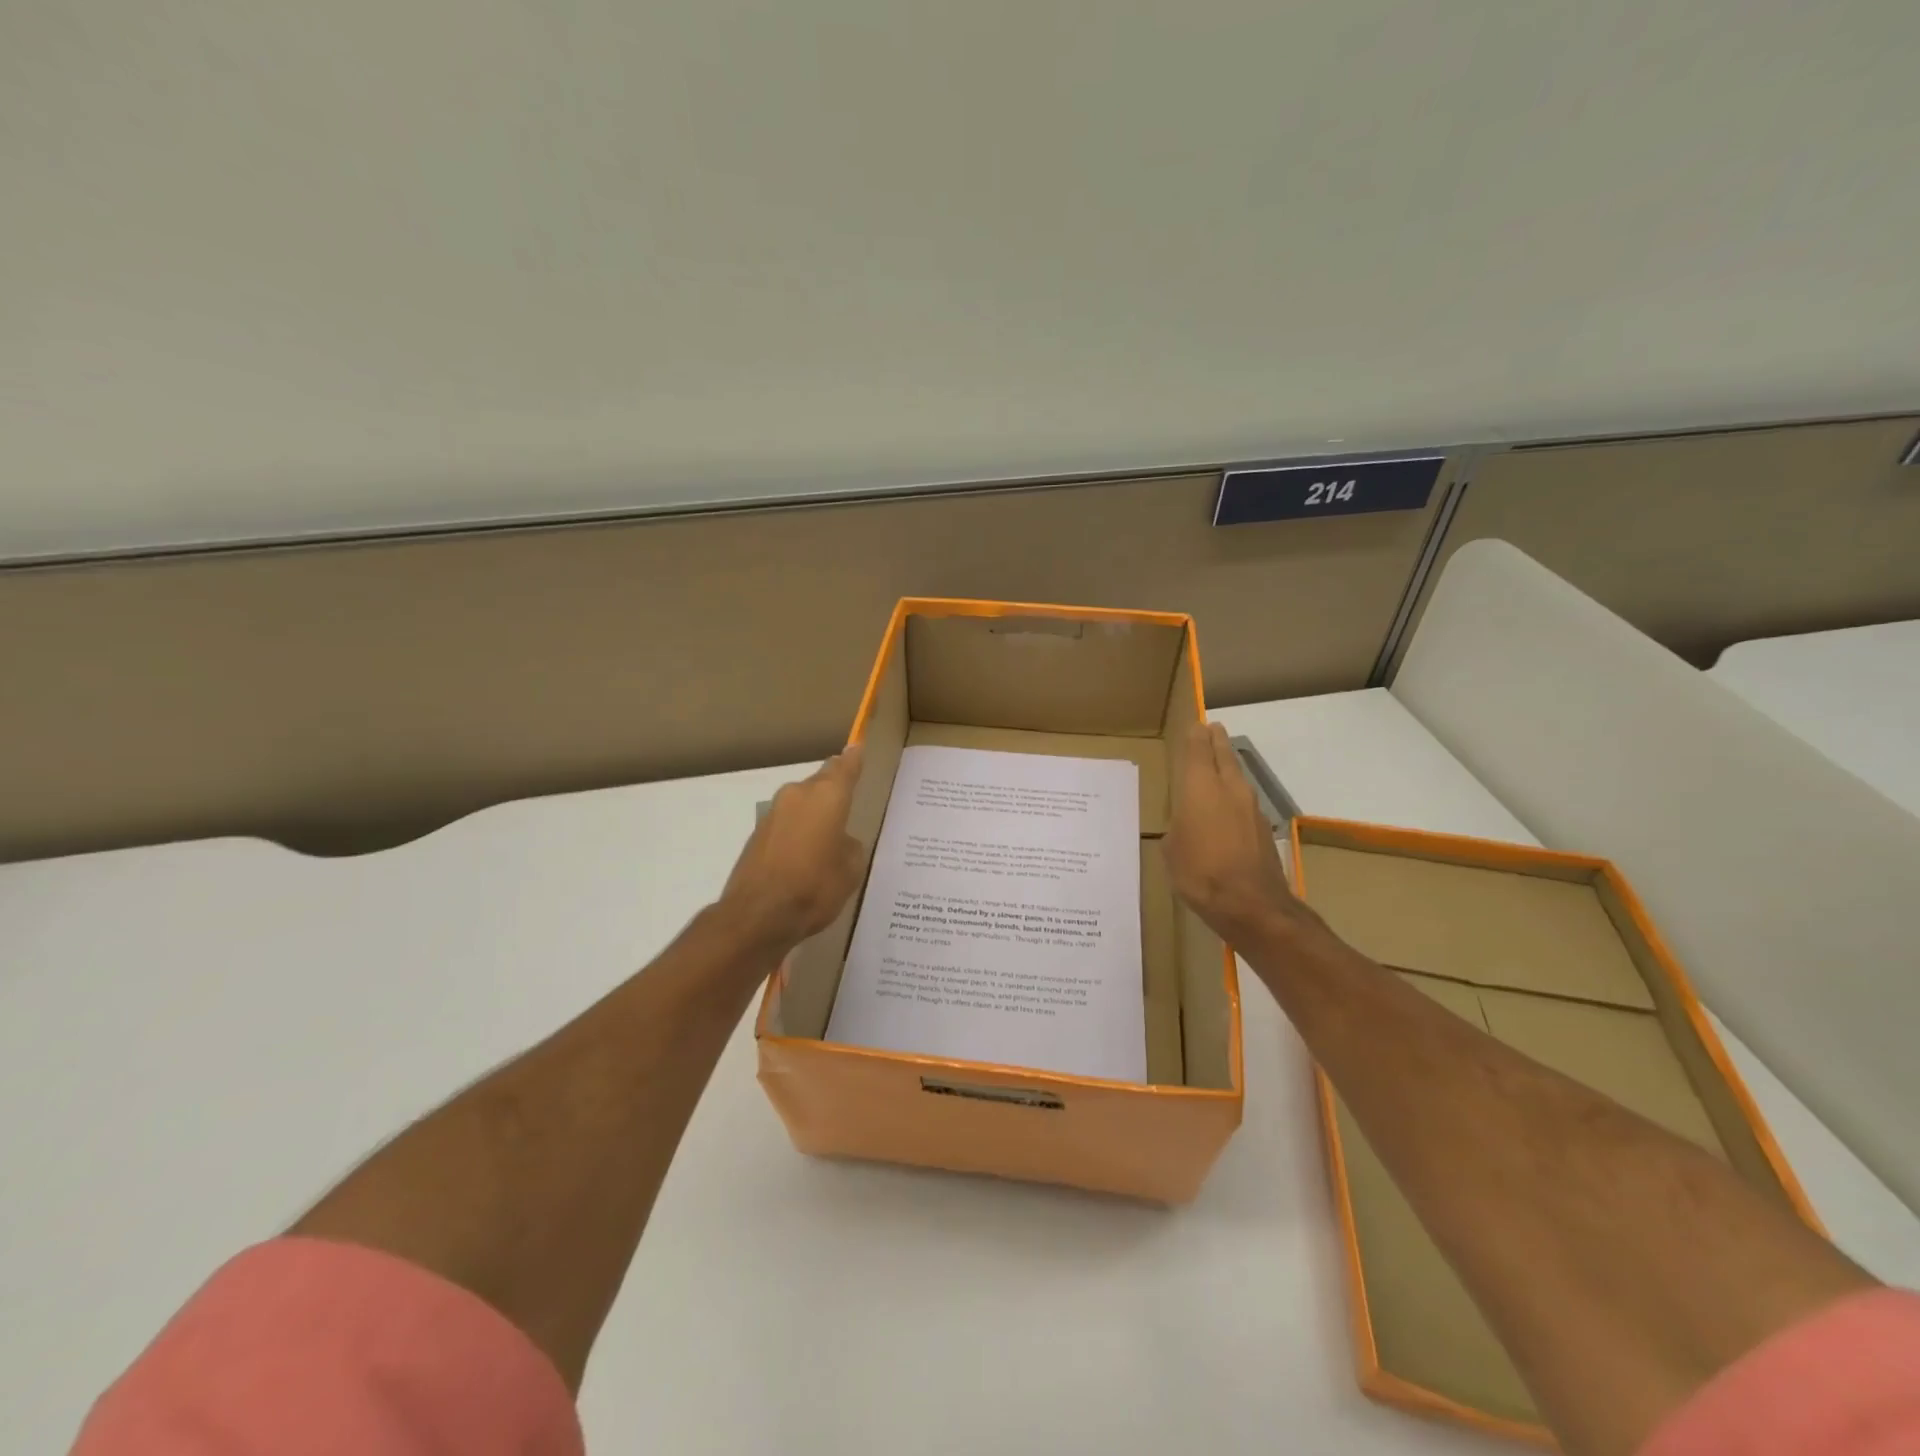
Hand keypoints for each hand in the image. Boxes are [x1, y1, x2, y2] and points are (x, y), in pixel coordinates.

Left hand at [719, 744, 865, 953]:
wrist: (758, 914)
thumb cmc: (815, 887)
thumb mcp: (850, 869)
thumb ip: (850, 846)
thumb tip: (840, 841)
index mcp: (827, 796)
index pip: (844, 767)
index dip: (853, 758)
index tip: (857, 747)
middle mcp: (798, 795)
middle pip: (821, 783)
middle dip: (834, 789)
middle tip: (849, 804)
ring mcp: (774, 813)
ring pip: (802, 803)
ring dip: (814, 813)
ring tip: (828, 837)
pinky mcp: (758, 834)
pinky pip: (787, 824)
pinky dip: (798, 832)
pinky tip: (805, 856)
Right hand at [1164, 722, 1299, 941]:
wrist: (1251, 905)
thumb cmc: (1200, 873)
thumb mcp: (1172, 850)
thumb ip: (1178, 829)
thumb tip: (1185, 827)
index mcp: (1200, 788)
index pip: (1198, 749)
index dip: (1195, 736)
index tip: (1194, 725)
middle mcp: (1229, 789)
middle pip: (1224, 755)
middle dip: (1216, 741)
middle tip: (1211, 729)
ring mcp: (1251, 808)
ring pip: (1238, 776)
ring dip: (1228, 766)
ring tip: (1218, 764)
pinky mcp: (1262, 828)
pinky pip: (1245, 801)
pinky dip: (1234, 795)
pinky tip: (1227, 807)